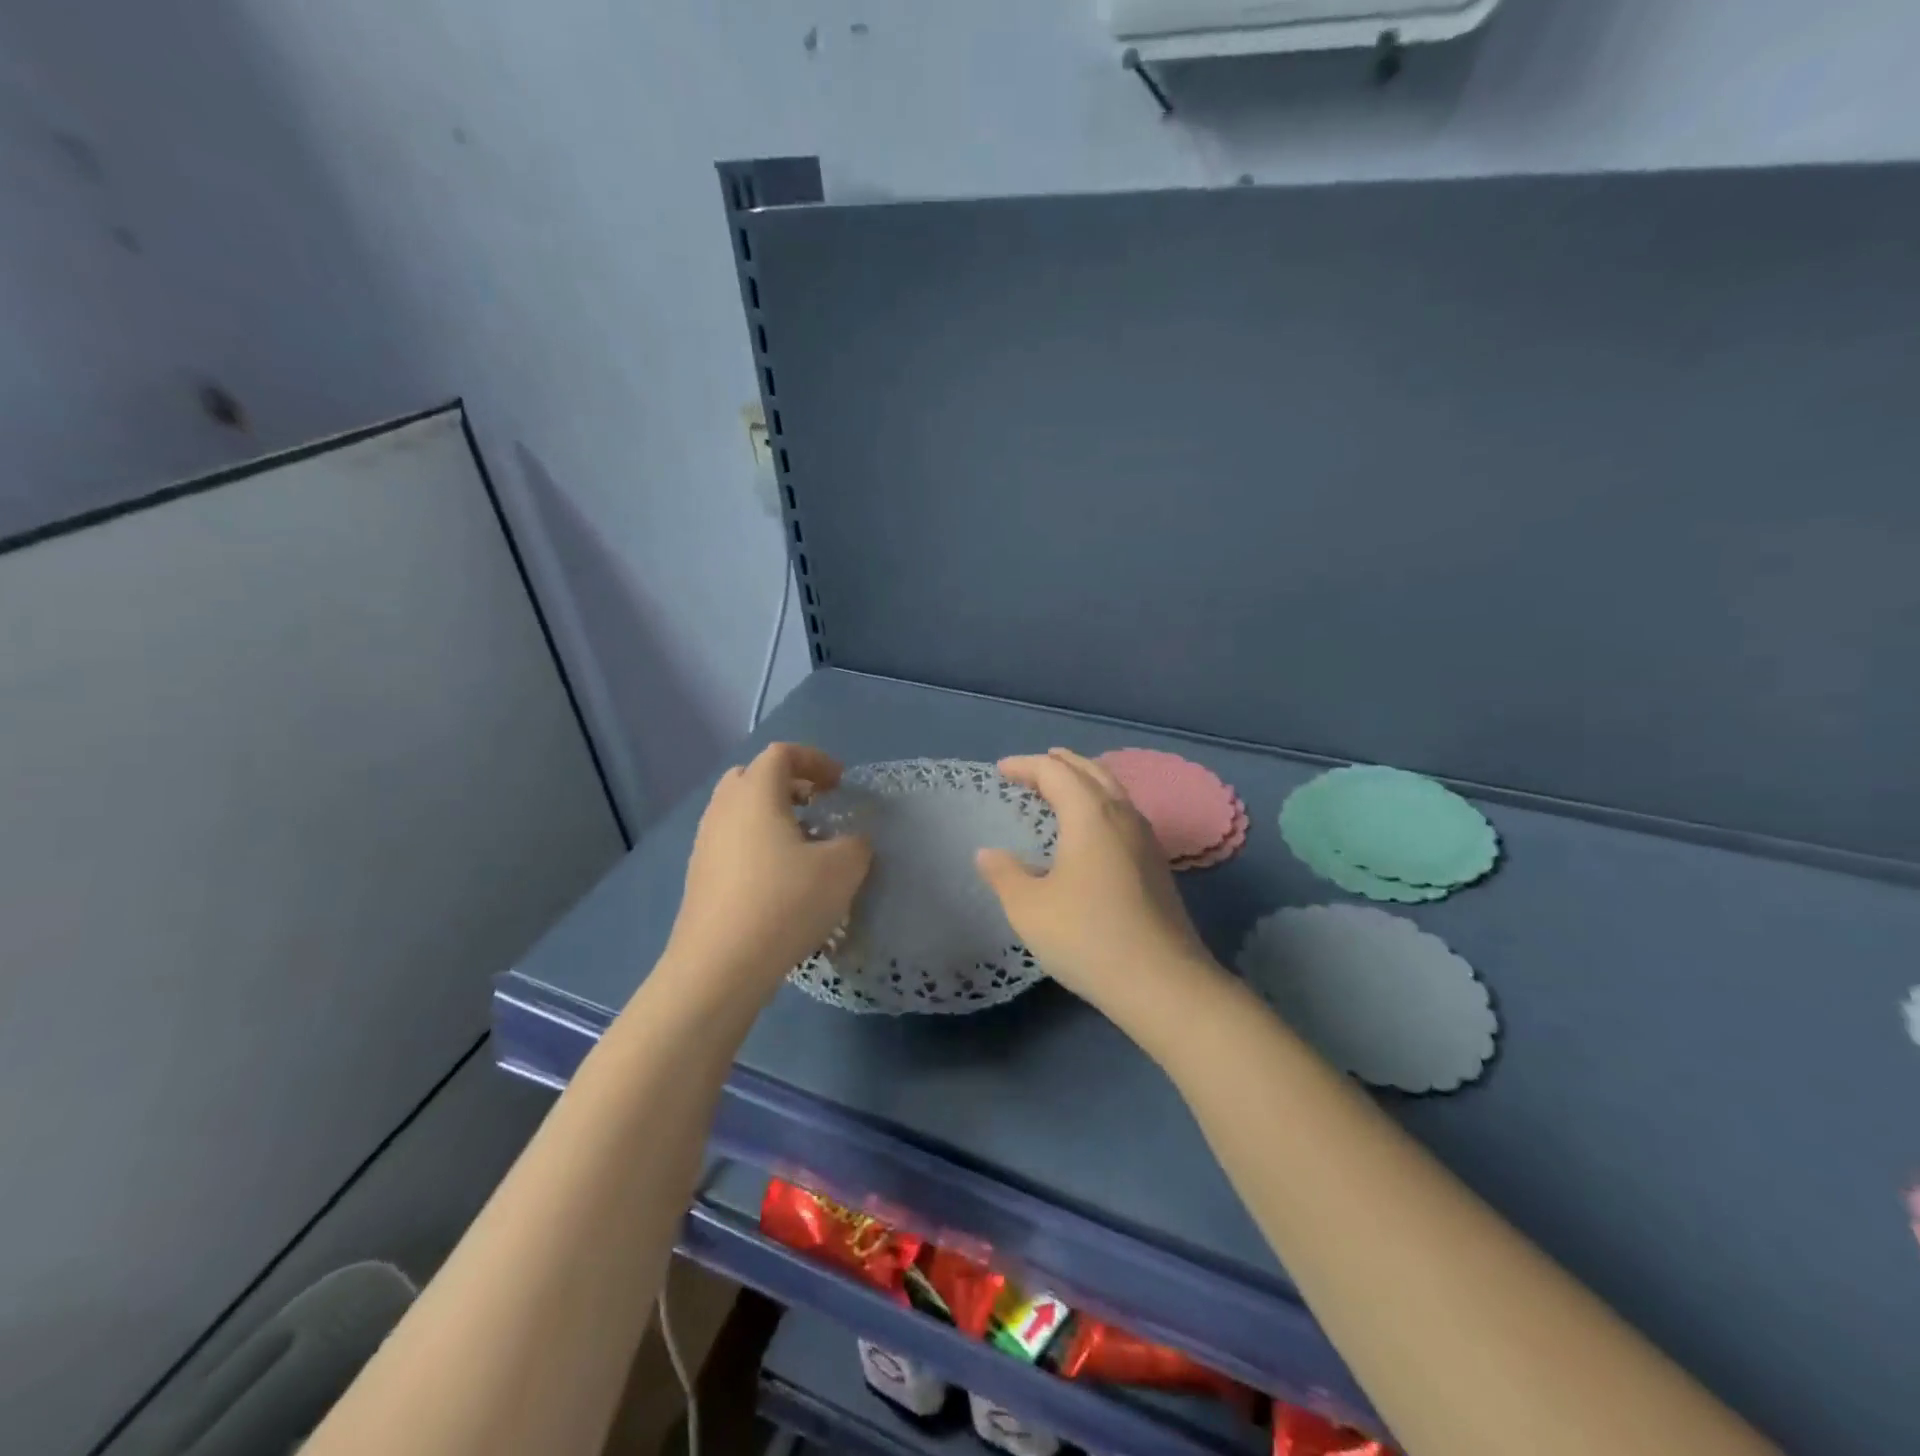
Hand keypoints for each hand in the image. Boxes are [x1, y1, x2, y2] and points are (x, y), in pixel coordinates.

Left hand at [664, 743, 872, 998]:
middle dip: (788, 784)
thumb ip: (856, 844)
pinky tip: (780, 879)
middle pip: (753, 777)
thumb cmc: (785, 902)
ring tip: (803, 845)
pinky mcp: (700, 877)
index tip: (840, 783)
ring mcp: (706, 843)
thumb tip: (850, 842)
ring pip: (740, 812)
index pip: (782, 754)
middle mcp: (724, 809)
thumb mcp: (843, 868)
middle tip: (816, 805)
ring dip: (772, 816)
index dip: (815, 760)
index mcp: (755, 793)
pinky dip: (757, 844)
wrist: (720, 965)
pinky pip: (732, 842)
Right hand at [975, 748, 1220, 1028]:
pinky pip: (1123, 814)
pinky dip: (1099, 804)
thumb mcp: (1029, 908)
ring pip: (1113, 791)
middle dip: (1059, 764)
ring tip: (1061, 789)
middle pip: (1091, 771)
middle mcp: (1122, 815)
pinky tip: (1090, 830)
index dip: (1026, 765)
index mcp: (1090, 814)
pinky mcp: (1156, 865)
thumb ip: (1004, 874)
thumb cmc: (1087, 937)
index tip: (1001, 770)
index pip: (1055, 771)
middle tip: (1033, 768)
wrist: (1162, 982)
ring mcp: (1145, 840)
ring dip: (1083, 781)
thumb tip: (988, 853)